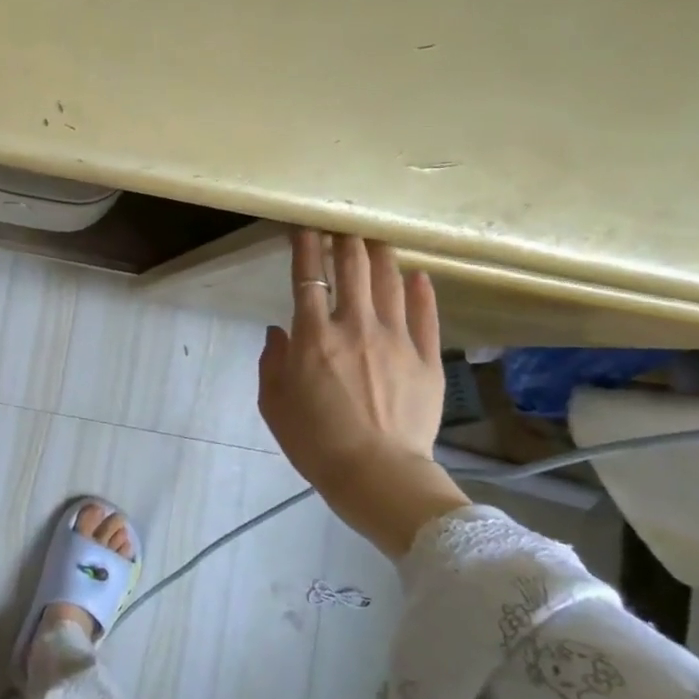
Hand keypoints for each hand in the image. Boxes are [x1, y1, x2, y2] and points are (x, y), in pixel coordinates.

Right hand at [258, 231, 471, 558]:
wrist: (375, 474)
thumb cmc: (314, 440)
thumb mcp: (273, 402)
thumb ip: (272, 361)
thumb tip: (279, 332)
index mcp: (313, 336)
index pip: (307, 278)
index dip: (305, 247)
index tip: (304, 228)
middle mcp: (355, 326)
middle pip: (353, 269)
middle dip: (346, 240)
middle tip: (344, 224)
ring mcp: (396, 340)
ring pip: (389, 283)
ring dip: (380, 255)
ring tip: (376, 238)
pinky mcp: (426, 358)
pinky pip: (425, 315)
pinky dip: (420, 291)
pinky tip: (418, 275)